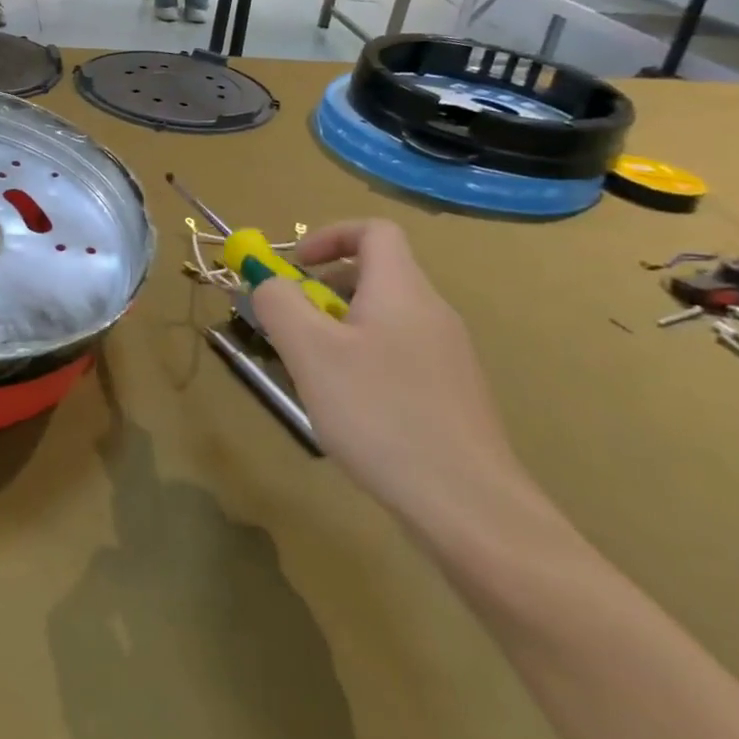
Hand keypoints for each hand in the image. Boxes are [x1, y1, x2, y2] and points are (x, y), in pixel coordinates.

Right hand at [253, 219, 534, 534]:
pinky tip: (350, 407)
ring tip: (314, 371)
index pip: (373, 231)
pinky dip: (364, 359)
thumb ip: (279, 303)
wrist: (470, 507)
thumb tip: (268, 283)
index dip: (329, 236)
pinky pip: (399, 353)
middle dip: (324, 289)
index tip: (295, 267)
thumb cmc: (381, 413)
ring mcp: (449, 356)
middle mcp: (432, 313)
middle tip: (293, 326)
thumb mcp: (310, 351)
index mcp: (402, 290)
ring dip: (340, 327)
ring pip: (384, 318)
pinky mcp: (452, 395)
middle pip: (376, 274)